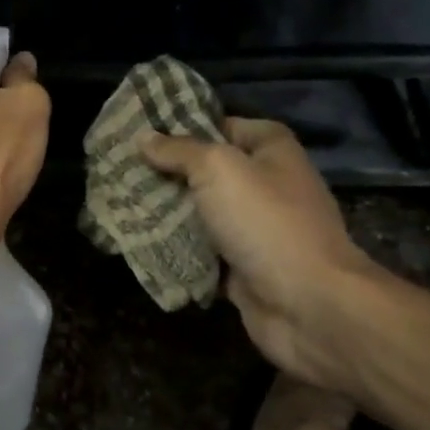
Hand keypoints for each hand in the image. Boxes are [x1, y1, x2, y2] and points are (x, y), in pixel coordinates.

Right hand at [141, 118, 384, 387]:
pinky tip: (139, 242)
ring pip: (201, 213)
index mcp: (272, 151)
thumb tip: (144, 137)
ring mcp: (256, 230)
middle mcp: (268, 186)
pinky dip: (176, 250)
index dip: (188, 126)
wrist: (308, 304)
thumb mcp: (217, 169)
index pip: (225, 125)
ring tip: (120, 203)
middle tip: (121, 169)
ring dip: (167, 213)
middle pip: (208, 171)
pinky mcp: (243, 268)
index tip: (144, 132)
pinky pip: (201, 252)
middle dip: (167, 172)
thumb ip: (179, 150)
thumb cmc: (266, 222)